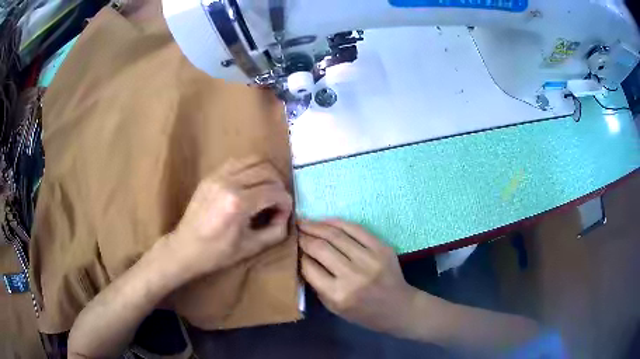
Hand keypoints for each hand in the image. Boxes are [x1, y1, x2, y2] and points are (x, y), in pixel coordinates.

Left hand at [168, 158, 292, 281]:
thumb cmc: (217, 253)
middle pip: (267, 171)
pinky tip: (250, 184)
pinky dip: (250, 169)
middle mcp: (229, 183)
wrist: (185, 248)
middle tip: (277, 202)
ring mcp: (217, 176)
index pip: (274, 191)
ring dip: (266, 173)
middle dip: (279, 186)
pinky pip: (238, 161)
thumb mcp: (252, 248)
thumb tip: (285, 216)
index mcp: (238, 204)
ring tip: (266, 190)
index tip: (283, 214)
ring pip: (254, 160)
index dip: (286, 202)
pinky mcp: (211, 175)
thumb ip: (276, 230)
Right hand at [300, 219, 419, 334]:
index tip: (291, 245)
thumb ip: (316, 284)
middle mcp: (353, 275)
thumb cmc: (363, 312)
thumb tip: (302, 257)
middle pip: (320, 247)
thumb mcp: (333, 307)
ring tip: (304, 221)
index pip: (309, 267)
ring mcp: (369, 259)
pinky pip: (356, 229)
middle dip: (304, 236)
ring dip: (316, 225)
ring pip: (336, 235)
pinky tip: (325, 220)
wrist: (397, 307)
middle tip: (294, 229)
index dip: (297, 253)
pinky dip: (337, 222)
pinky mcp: (382, 247)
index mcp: (338, 294)